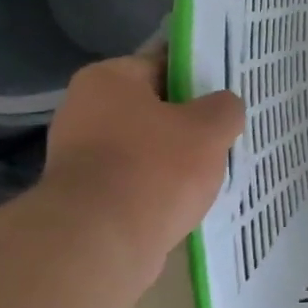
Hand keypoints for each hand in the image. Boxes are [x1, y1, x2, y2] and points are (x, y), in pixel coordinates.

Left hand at [43, 54, 244, 264]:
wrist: (99, 245)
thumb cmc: (155, 169)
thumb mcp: (210, 128)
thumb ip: (225, 108)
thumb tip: (224, 108)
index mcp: (108, 79)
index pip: (164, 62)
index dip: (200, 75)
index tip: (228, 93)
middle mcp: (84, 110)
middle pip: (154, 107)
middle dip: (189, 121)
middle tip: (226, 133)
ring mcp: (79, 156)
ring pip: (146, 147)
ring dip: (175, 158)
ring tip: (213, 171)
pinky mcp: (84, 197)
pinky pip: (134, 181)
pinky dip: (158, 188)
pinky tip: (187, 200)